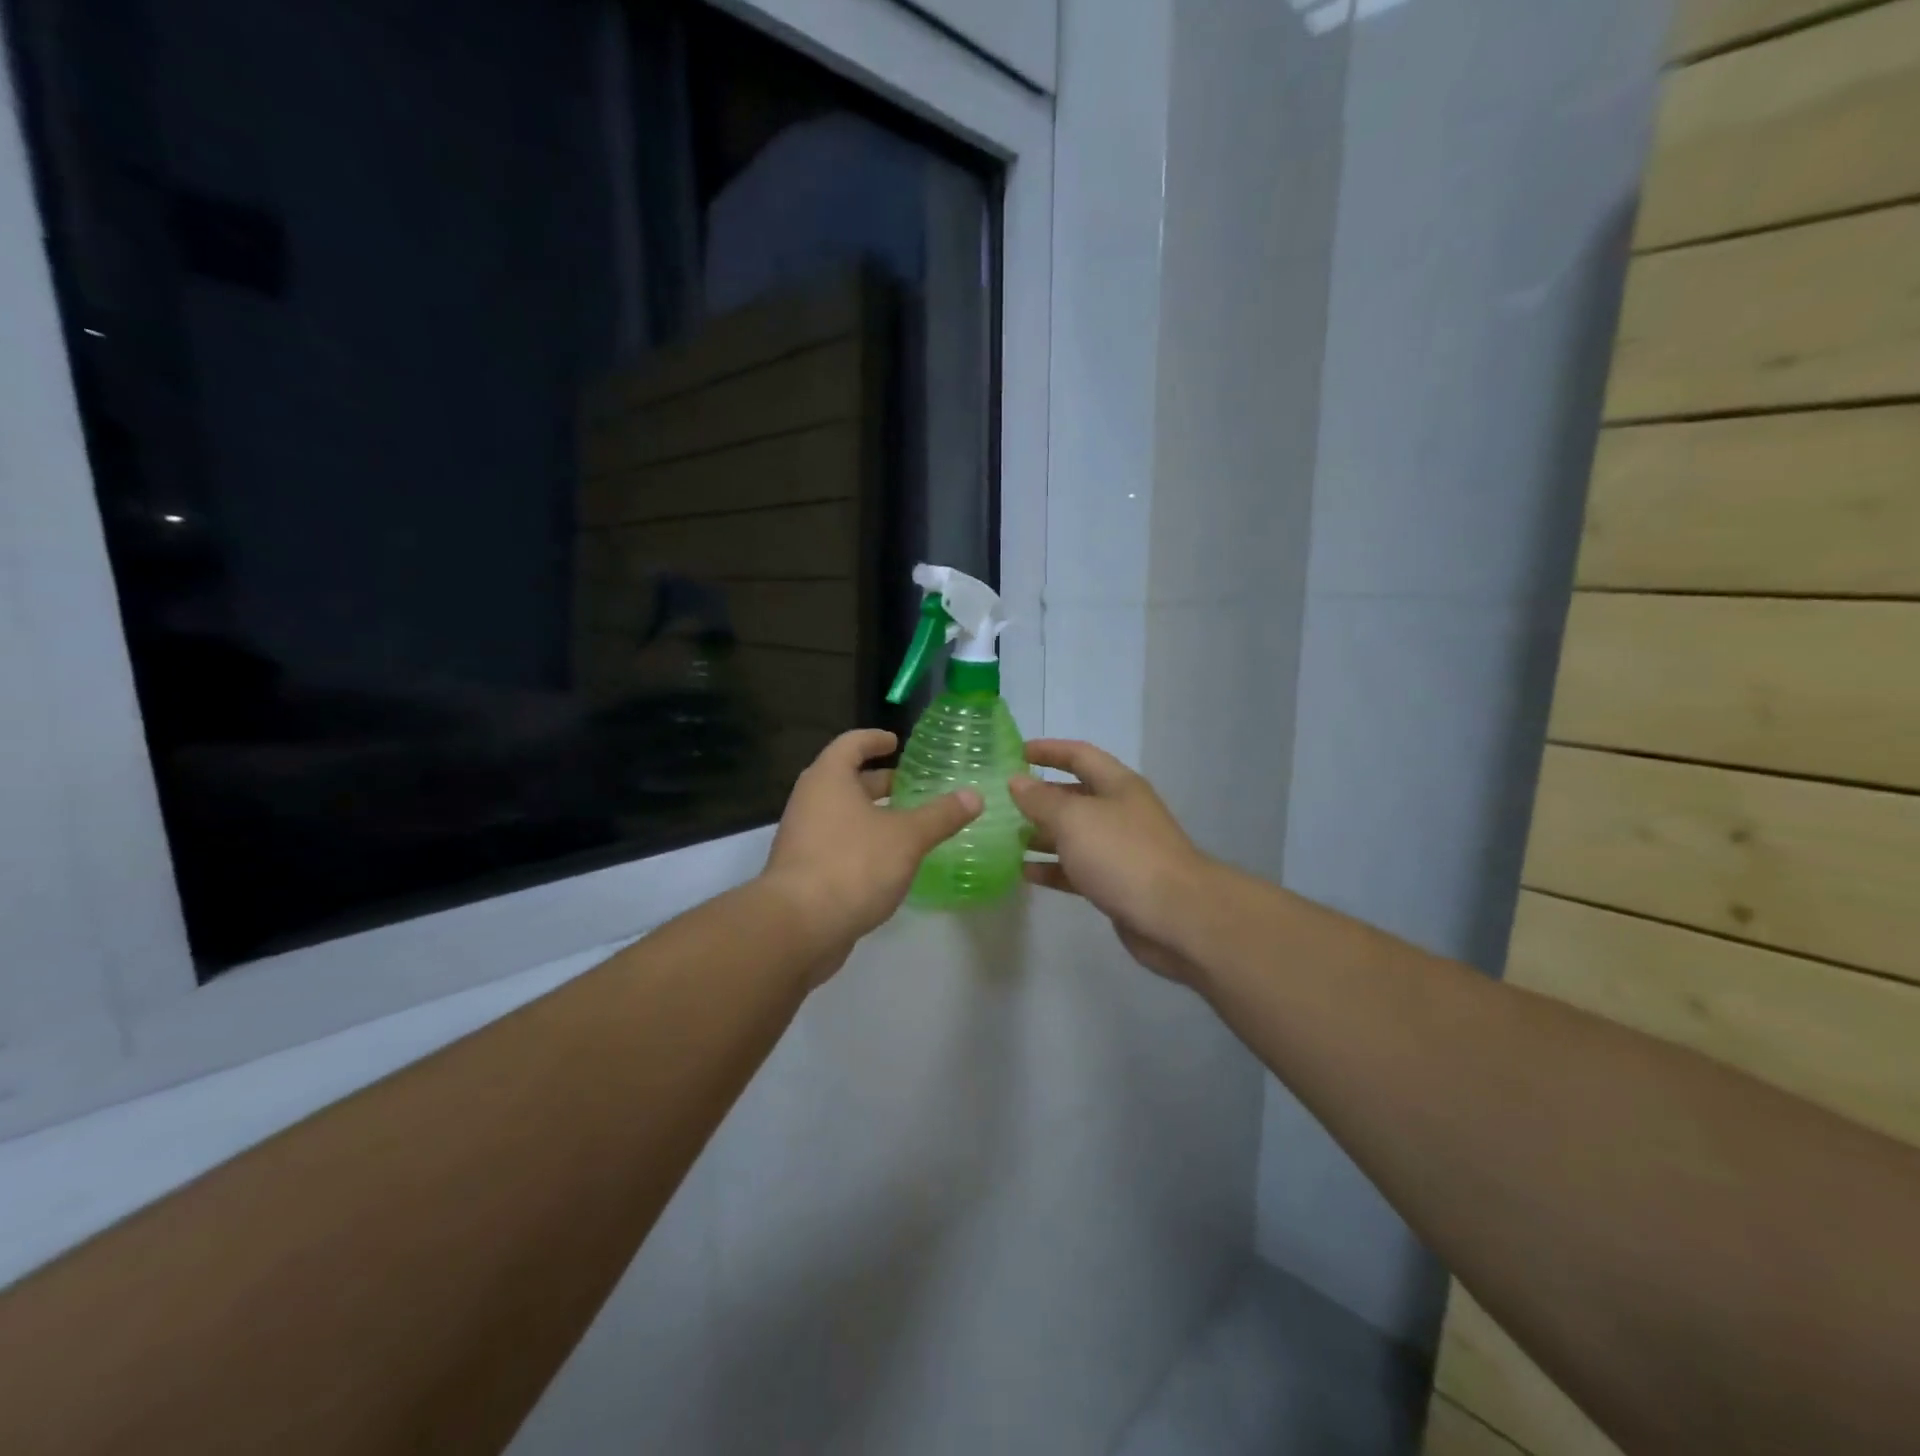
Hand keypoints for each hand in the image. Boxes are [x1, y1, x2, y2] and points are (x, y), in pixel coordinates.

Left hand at [762, 729, 981, 976]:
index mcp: (829, 779)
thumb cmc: (853, 865)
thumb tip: (974, 795)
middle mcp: (810, 801)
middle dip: (880, 783)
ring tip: (909, 824)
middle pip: (846, 780)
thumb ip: (941, 815)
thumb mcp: (906, 837)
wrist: (798, 927)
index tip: (895, 742)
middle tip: (913, 786)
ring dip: (873, 816)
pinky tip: (890, 862)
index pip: (851, 743)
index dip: (874, 740)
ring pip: (843, 815)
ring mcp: (803, 838)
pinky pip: (838, 844)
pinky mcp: (804, 871)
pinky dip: (863, 843)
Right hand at [1008, 740, 1214, 986]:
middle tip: (1002, 801)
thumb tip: (1017, 782)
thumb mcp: (1074, 818)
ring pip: (1073, 835)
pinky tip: (1024, 872)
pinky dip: (1052, 868)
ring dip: (1041, 834)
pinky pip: (1077, 869)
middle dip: (1040, 796)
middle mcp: (1120, 811)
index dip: (1048, 750)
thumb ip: (1042, 800)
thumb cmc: (1122, 854)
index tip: (1016, 752)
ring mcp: (1119, 849)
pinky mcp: (1115, 883)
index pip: (1079, 755)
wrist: (1175, 916)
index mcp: (1117, 785)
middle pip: (1075, 795)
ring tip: (1004, 837)